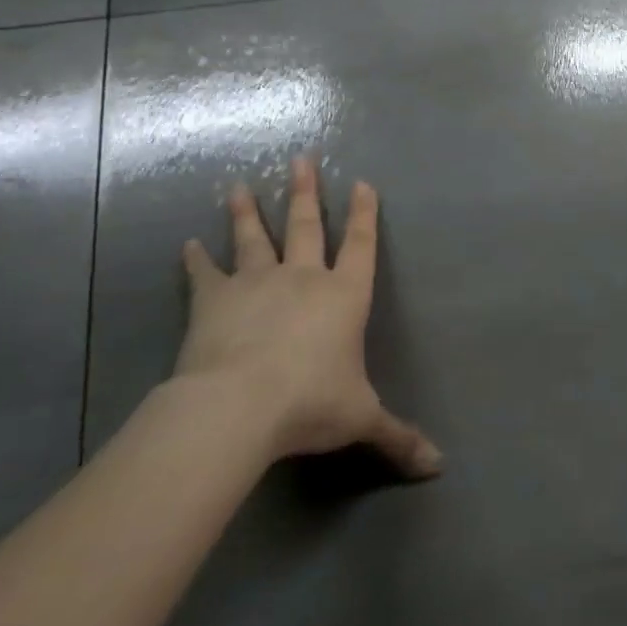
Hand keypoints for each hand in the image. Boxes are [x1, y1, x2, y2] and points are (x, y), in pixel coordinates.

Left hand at [174, 157, 442, 479]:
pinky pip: (205, 274)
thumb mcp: (361, 419)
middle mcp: (303, 278)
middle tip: (301, 158)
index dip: (364, 214)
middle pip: (306, 225)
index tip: (362, 183)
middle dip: (305, 191)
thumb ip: (398, 437)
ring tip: (237, 185)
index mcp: (343, 296)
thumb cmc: (311, 404)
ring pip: (254, 238)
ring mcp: (257, 283)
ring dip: (246, 211)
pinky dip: (196, 260)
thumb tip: (439, 467)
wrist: (239, 406)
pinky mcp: (215, 300)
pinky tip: (187, 244)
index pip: (360, 245)